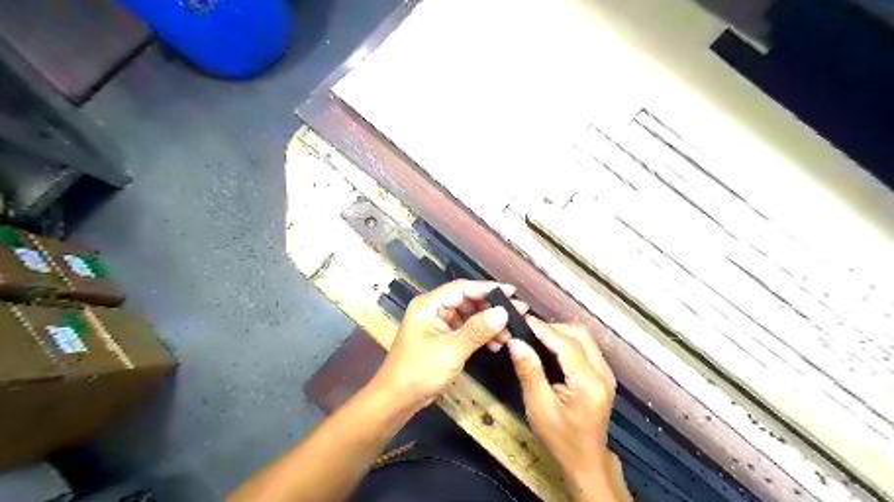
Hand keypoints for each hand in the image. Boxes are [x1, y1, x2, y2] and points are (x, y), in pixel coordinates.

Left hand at [372, 278, 525, 410]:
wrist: (397, 399)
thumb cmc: (420, 372)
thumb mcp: (451, 350)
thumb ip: (478, 330)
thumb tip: (503, 312)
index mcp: (429, 305)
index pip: (462, 288)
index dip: (488, 289)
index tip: (512, 293)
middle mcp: (433, 309)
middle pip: (467, 300)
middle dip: (491, 308)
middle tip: (517, 314)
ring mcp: (437, 324)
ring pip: (468, 315)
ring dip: (488, 323)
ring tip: (509, 334)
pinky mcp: (441, 337)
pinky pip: (464, 329)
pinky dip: (480, 334)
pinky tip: (495, 343)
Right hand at [506, 318, 619, 485]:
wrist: (586, 460)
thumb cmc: (560, 438)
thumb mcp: (538, 406)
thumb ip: (529, 371)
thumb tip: (516, 342)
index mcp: (588, 382)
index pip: (566, 344)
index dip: (543, 328)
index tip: (522, 319)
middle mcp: (603, 372)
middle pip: (579, 334)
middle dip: (553, 328)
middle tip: (528, 331)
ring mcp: (606, 373)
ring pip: (584, 338)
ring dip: (561, 333)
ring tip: (536, 337)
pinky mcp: (603, 374)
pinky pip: (586, 347)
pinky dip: (567, 341)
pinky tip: (550, 348)